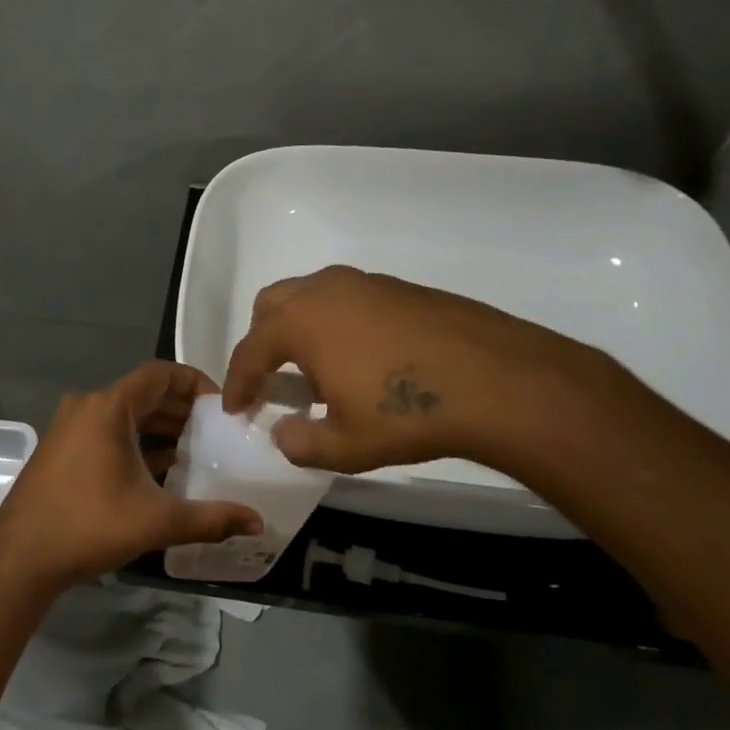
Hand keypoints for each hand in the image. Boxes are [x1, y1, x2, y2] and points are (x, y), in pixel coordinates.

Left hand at [0, 361, 262, 585]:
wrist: (19, 558)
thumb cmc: (89, 525)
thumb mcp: (157, 521)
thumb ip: (211, 519)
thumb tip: (257, 523)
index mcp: (108, 407)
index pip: (160, 373)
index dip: (194, 382)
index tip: (221, 405)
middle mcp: (87, 406)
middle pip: (143, 393)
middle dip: (181, 409)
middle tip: (215, 431)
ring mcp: (70, 427)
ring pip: (125, 415)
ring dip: (159, 428)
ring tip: (194, 450)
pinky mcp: (62, 449)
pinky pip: (107, 432)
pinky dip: (135, 442)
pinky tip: (160, 469)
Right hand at [221, 265, 611, 475]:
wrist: (495, 380)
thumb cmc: (407, 412)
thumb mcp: (344, 445)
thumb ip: (299, 442)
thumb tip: (282, 431)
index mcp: (300, 321)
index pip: (250, 350)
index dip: (237, 382)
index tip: (234, 409)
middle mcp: (325, 290)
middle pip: (272, 306)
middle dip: (261, 341)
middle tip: (268, 379)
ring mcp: (365, 283)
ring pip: (311, 296)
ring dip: (299, 329)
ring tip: (315, 370)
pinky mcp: (399, 287)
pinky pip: (347, 300)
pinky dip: (334, 324)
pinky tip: (359, 359)